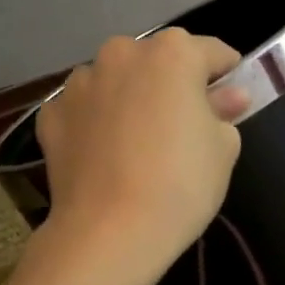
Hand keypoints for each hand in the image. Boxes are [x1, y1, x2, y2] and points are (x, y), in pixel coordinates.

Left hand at [35, 29, 248, 284]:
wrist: (109, 232)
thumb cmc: (181, 184)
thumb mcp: (223, 148)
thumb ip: (224, 111)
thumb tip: (228, 97)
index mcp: (172, 54)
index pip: (212, 53)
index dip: (227, 73)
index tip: (232, 95)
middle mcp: (122, 54)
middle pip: (158, 61)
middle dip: (172, 83)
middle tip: (183, 122)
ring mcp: (80, 82)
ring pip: (116, 81)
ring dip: (130, 98)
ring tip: (138, 140)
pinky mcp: (51, 114)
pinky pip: (84, 109)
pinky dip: (96, 122)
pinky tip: (105, 154)